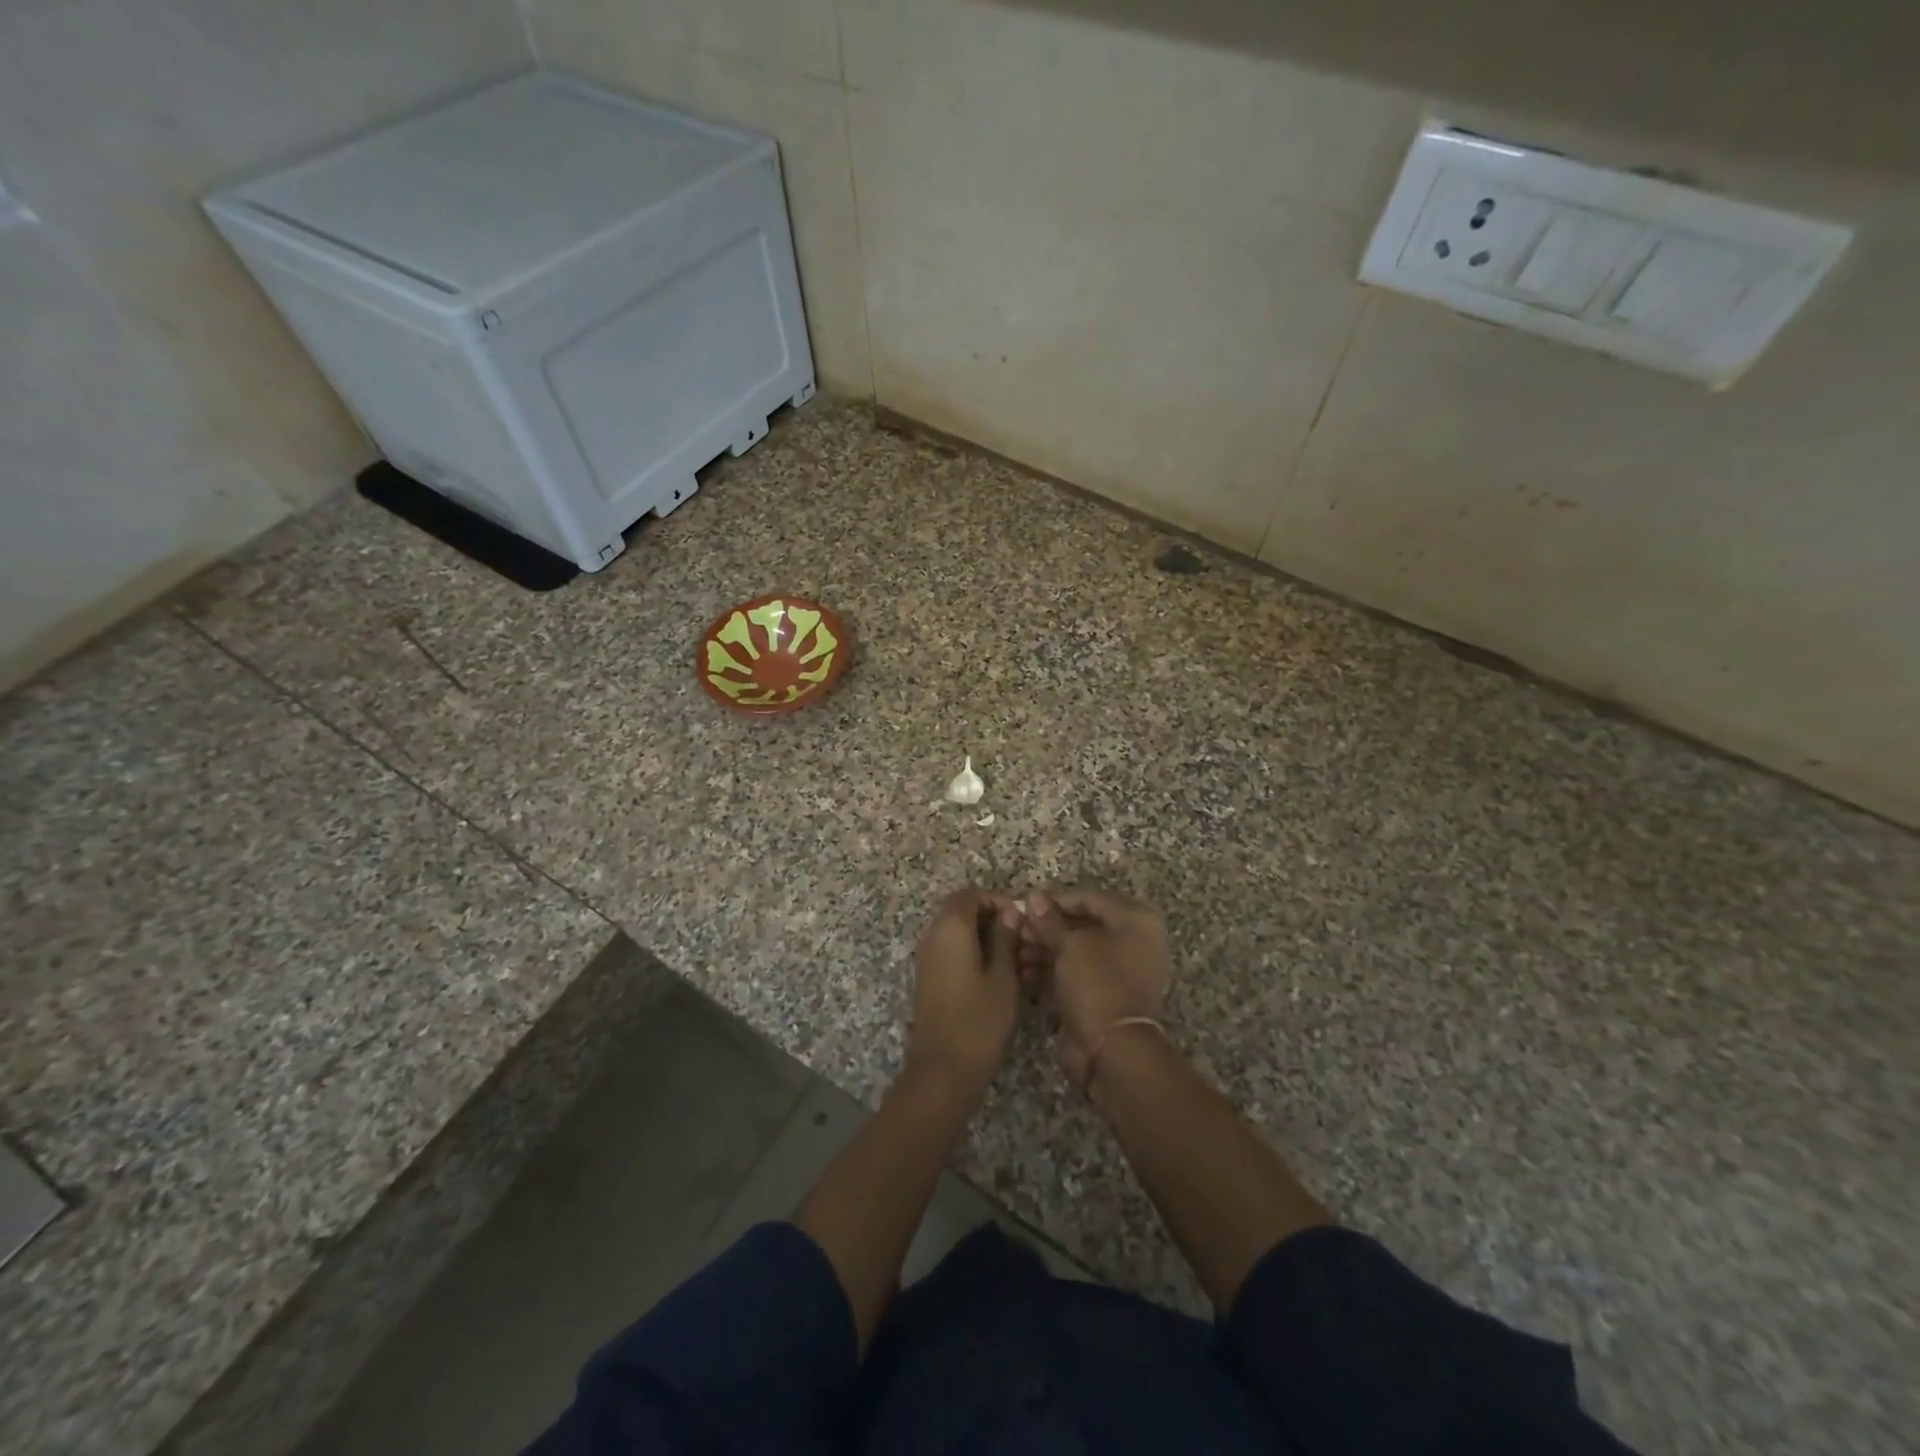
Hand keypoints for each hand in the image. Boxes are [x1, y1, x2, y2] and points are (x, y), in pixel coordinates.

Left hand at [904, 889, 1022, 1101]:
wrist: (942, 1072)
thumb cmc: (979, 1021)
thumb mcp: (1003, 978)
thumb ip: (1005, 939)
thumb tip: (1009, 912)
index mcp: (950, 928)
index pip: (969, 894)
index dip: (996, 900)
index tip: (1020, 920)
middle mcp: (932, 936)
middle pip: (960, 911)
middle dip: (991, 918)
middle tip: (1020, 940)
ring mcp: (926, 959)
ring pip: (955, 933)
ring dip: (982, 938)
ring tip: (1014, 961)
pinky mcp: (928, 980)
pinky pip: (949, 952)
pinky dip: (971, 954)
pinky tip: (996, 978)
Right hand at [1020, 889, 1170, 1081]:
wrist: (1113, 1049)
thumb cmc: (1097, 982)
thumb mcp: (1069, 946)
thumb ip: (1049, 920)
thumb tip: (1033, 896)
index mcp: (1136, 920)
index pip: (1089, 899)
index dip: (1054, 902)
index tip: (1024, 908)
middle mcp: (1135, 942)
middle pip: (1083, 925)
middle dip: (1047, 929)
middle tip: (1016, 933)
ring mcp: (1123, 971)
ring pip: (1078, 951)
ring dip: (1045, 950)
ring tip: (1015, 953)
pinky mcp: (1109, 996)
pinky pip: (1079, 974)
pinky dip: (1054, 971)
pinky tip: (1024, 972)